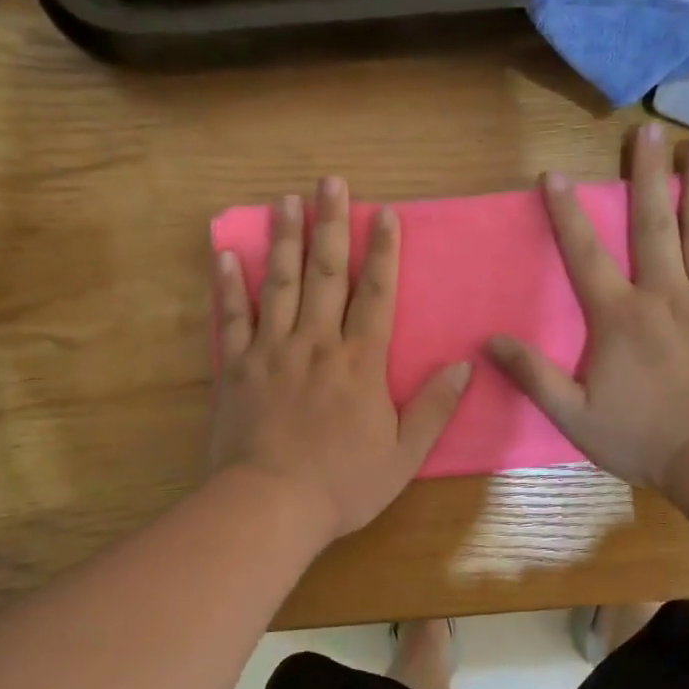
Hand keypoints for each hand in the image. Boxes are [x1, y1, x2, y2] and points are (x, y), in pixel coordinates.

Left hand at [210, 177, 470, 543]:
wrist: (271, 506)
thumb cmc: (343, 484)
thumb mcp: (404, 455)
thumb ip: (434, 408)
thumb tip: (464, 365)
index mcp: (360, 362)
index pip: (376, 295)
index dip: (383, 252)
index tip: (384, 214)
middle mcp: (316, 344)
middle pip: (326, 274)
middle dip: (331, 225)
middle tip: (330, 182)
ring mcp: (271, 352)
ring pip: (279, 284)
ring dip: (284, 240)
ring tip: (286, 200)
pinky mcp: (235, 368)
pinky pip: (231, 318)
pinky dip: (228, 286)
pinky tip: (225, 253)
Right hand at [488, 125, 688, 490]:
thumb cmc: (641, 437)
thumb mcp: (573, 415)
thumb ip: (533, 375)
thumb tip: (490, 341)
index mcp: (618, 316)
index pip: (585, 255)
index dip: (567, 213)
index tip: (554, 174)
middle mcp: (663, 294)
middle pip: (652, 225)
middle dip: (646, 176)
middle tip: (648, 130)